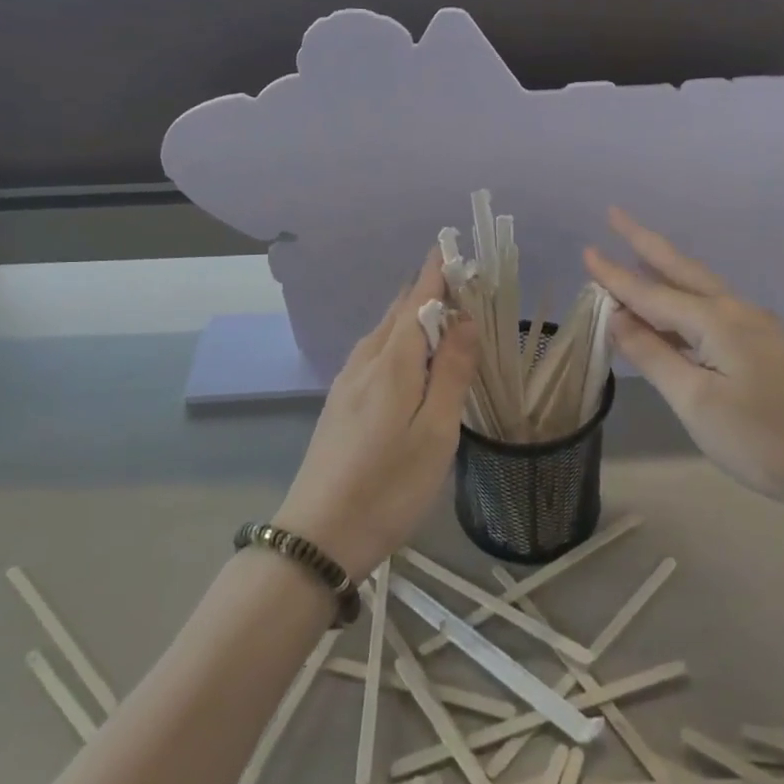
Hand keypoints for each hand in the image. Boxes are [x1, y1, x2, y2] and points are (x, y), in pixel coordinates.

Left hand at [275, 249, 478, 577]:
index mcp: (393, 362)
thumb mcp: (435, 432)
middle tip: (461, 283)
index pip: (417, 299)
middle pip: (398, 311)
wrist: (318, 536)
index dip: (437, 272)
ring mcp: (346, 382)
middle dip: (428, 290)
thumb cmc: (388, 485)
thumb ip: (451, 372)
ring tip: (441, 315)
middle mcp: (365, 361)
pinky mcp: (339, 403)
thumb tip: (465, 318)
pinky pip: (374, 353)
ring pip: (383, 332)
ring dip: (412, 315)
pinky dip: (398, 340)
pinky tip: (408, 358)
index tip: (454, 248)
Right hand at [584, 208, 783, 513]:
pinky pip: (712, 307)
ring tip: (635, 251)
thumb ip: (652, 355)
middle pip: (681, 268)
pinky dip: (683, 297)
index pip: (652, 293)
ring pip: (700, 286)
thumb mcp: (694, 400)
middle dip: (645, 242)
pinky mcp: (764, 345)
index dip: (616, 275)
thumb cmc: (760, 439)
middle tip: (614, 215)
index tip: (585, 251)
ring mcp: (756, 326)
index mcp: (717, 320)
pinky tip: (672, 306)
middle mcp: (737, 311)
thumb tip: (617, 318)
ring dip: (664, 267)